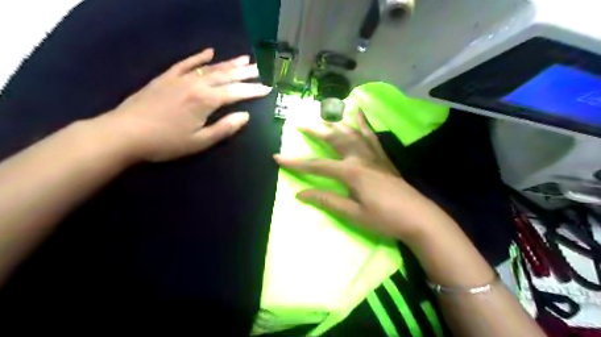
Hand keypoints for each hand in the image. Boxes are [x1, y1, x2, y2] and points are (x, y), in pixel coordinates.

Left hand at [98, 47, 271, 161]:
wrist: (124, 133)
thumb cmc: (166, 142)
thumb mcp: (199, 142)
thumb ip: (224, 128)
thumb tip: (245, 116)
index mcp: (206, 101)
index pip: (236, 93)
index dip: (253, 91)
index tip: (268, 88)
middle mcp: (196, 84)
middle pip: (226, 76)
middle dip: (245, 73)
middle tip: (261, 69)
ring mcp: (180, 78)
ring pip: (210, 67)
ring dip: (229, 63)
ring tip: (245, 59)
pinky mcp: (166, 77)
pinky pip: (186, 63)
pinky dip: (199, 57)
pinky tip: (210, 52)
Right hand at [277, 112, 455, 242]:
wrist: (418, 217)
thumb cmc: (384, 218)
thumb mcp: (352, 213)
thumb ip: (326, 200)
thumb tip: (300, 194)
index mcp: (351, 172)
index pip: (317, 165)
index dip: (296, 162)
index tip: (277, 157)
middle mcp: (360, 157)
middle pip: (334, 138)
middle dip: (315, 130)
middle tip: (299, 123)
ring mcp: (373, 154)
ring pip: (351, 132)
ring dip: (335, 123)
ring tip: (323, 115)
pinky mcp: (383, 156)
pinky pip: (371, 135)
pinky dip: (363, 123)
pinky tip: (359, 112)